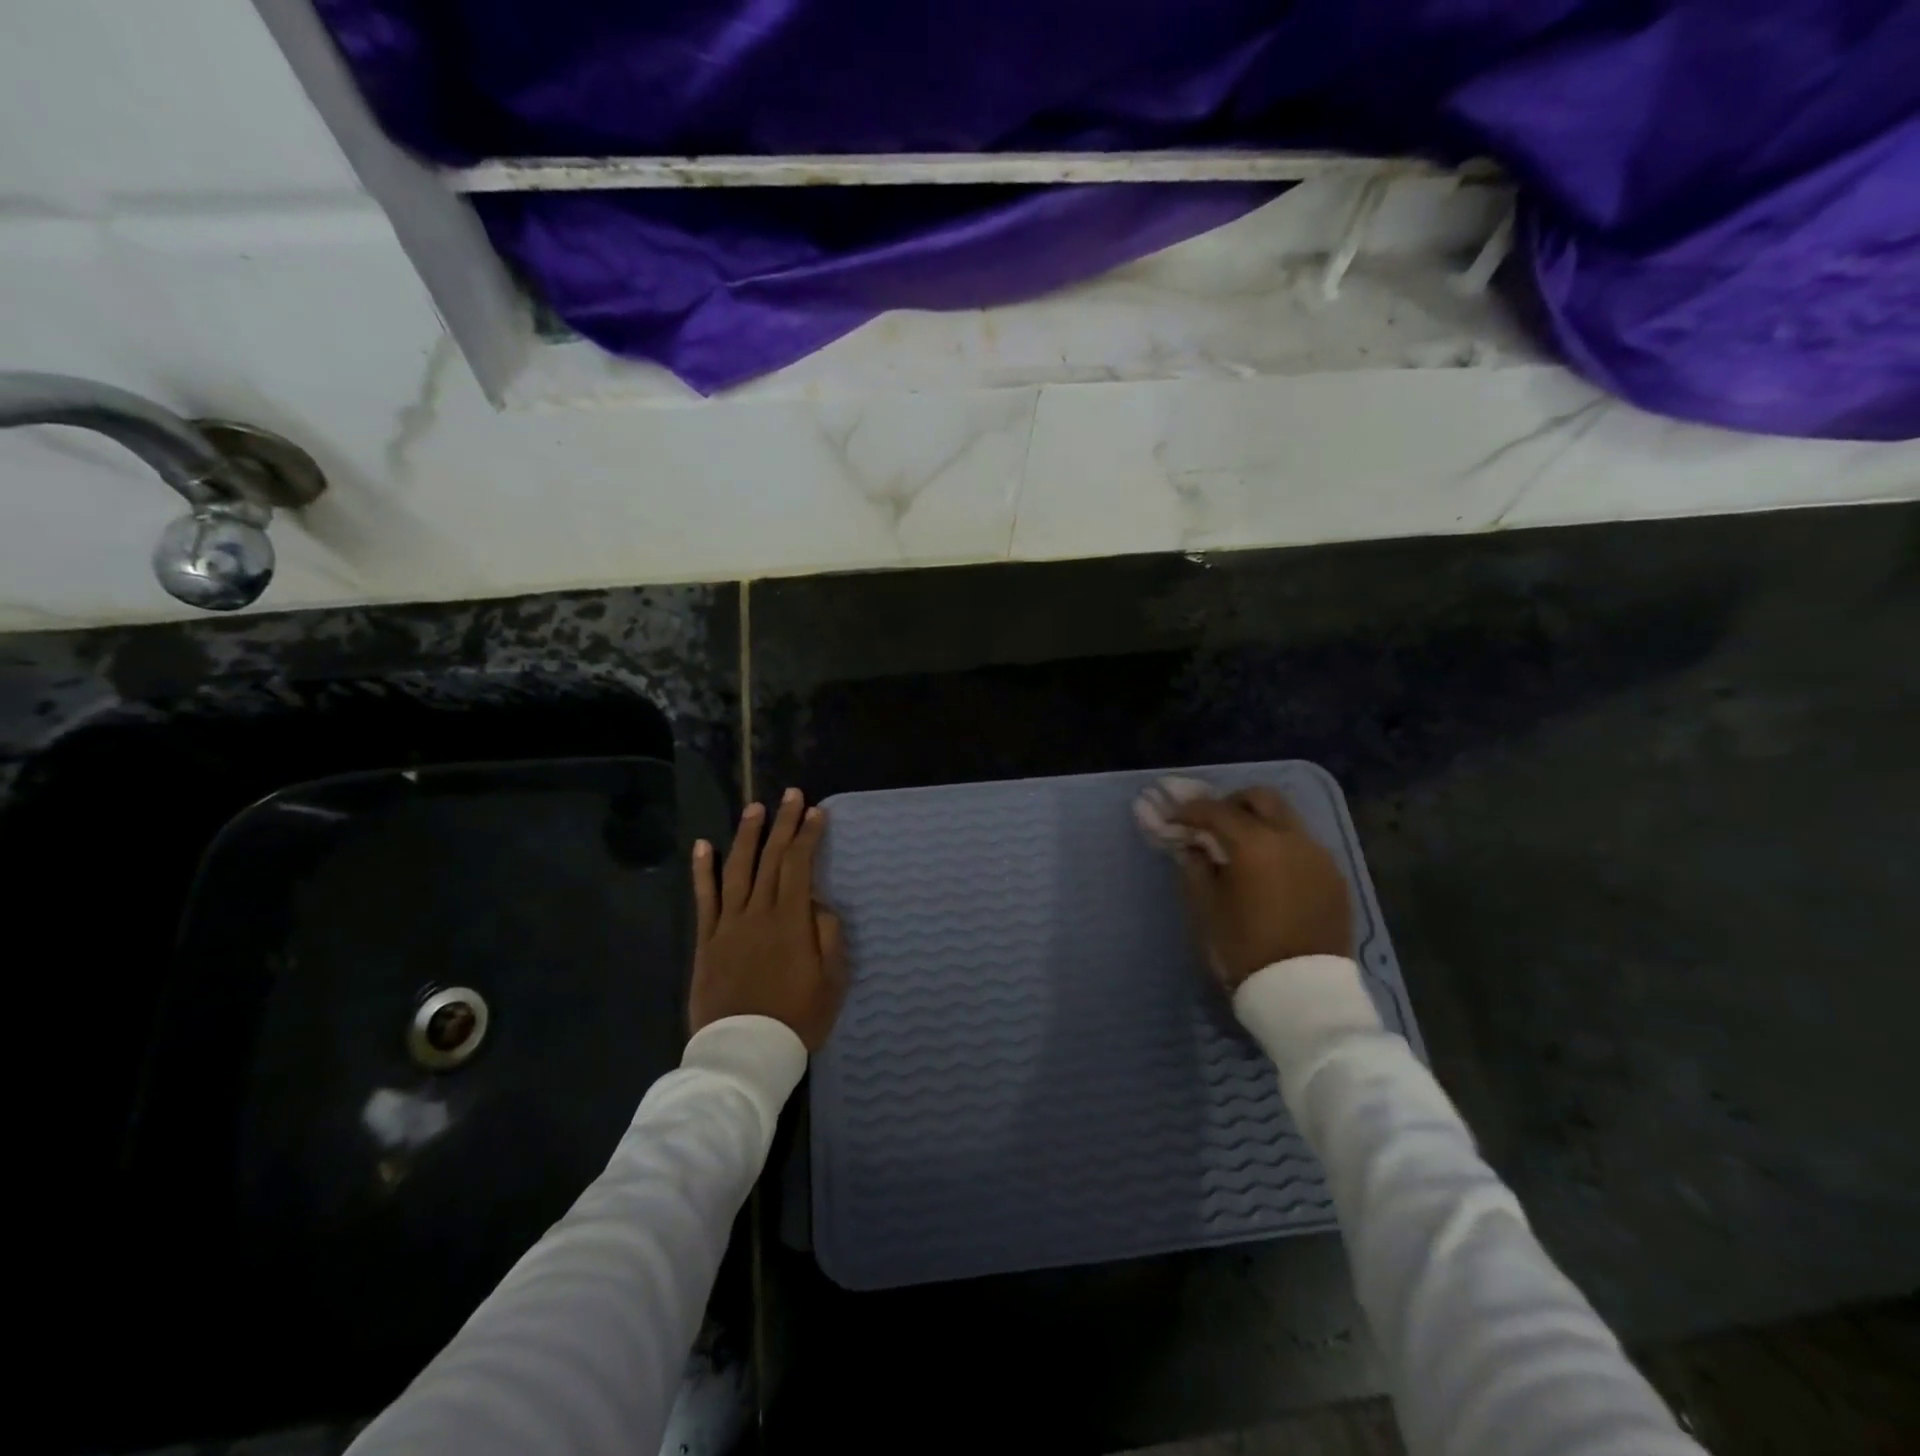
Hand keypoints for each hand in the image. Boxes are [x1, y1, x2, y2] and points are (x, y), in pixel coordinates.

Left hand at [690, 788, 846, 1050]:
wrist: (745, 1052)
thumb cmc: (797, 1017)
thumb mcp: (832, 980)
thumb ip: (828, 935)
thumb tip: (817, 903)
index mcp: (791, 920)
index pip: (800, 865)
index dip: (809, 836)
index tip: (817, 812)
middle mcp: (758, 912)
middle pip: (771, 859)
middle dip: (783, 824)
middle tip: (791, 795)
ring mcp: (728, 924)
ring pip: (738, 869)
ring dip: (747, 836)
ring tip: (755, 808)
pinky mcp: (707, 940)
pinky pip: (705, 898)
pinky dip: (703, 870)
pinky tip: (704, 845)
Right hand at [1171, 787, 1352, 988]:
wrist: (1303, 992)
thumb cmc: (1244, 948)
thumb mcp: (1207, 908)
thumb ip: (1195, 868)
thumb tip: (1192, 846)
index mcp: (1255, 844)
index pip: (1216, 810)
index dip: (1189, 810)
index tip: (1172, 818)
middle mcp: (1292, 838)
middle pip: (1261, 798)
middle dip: (1232, 803)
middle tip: (1212, 823)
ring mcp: (1319, 855)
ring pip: (1287, 819)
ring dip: (1260, 823)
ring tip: (1242, 848)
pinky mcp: (1335, 877)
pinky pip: (1304, 845)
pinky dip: (1281, 846)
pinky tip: (1270, 872)